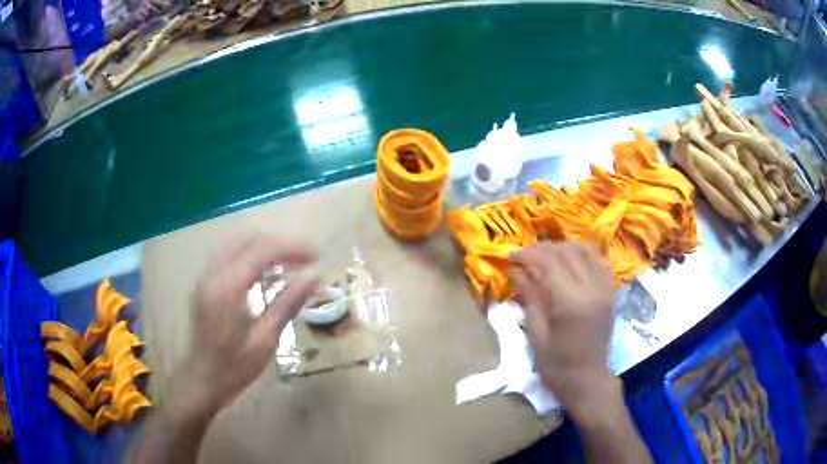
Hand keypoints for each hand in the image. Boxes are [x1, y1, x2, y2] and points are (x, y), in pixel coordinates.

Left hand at [180, 234, 317, 411]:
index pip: (263, 250)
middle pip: (249, 239)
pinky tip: (266, 272)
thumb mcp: (265, 340)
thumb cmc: (234, 368)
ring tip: (290, 262)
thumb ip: (287, 304)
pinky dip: (251, 254)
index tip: (317, 256)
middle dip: (281, 243)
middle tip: (306, 259)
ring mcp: (206, 276)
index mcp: (228, 287)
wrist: (201, 381)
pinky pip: (230, 255)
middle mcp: (214, 273)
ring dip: (266, 246)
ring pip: (238, 243)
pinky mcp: (205, 283)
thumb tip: (315, 276)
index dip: (293, 248)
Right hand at [510, 241, 617, 423]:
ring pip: (585, 251)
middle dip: (542, 248)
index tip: (510, 255)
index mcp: (572, 304)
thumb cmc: (557, 366)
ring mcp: (605, 289)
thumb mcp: (537, 335)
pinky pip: (599, 261)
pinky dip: (582, 254)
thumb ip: (530, 297)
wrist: (588, 381)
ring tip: (545, 254)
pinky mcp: (610, 292)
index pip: (549, 264)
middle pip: (567, 253)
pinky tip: (569, 259)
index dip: (528, 255)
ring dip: (563, 247)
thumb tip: (516, 270)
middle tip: (524, 254)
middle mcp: (592, 290)